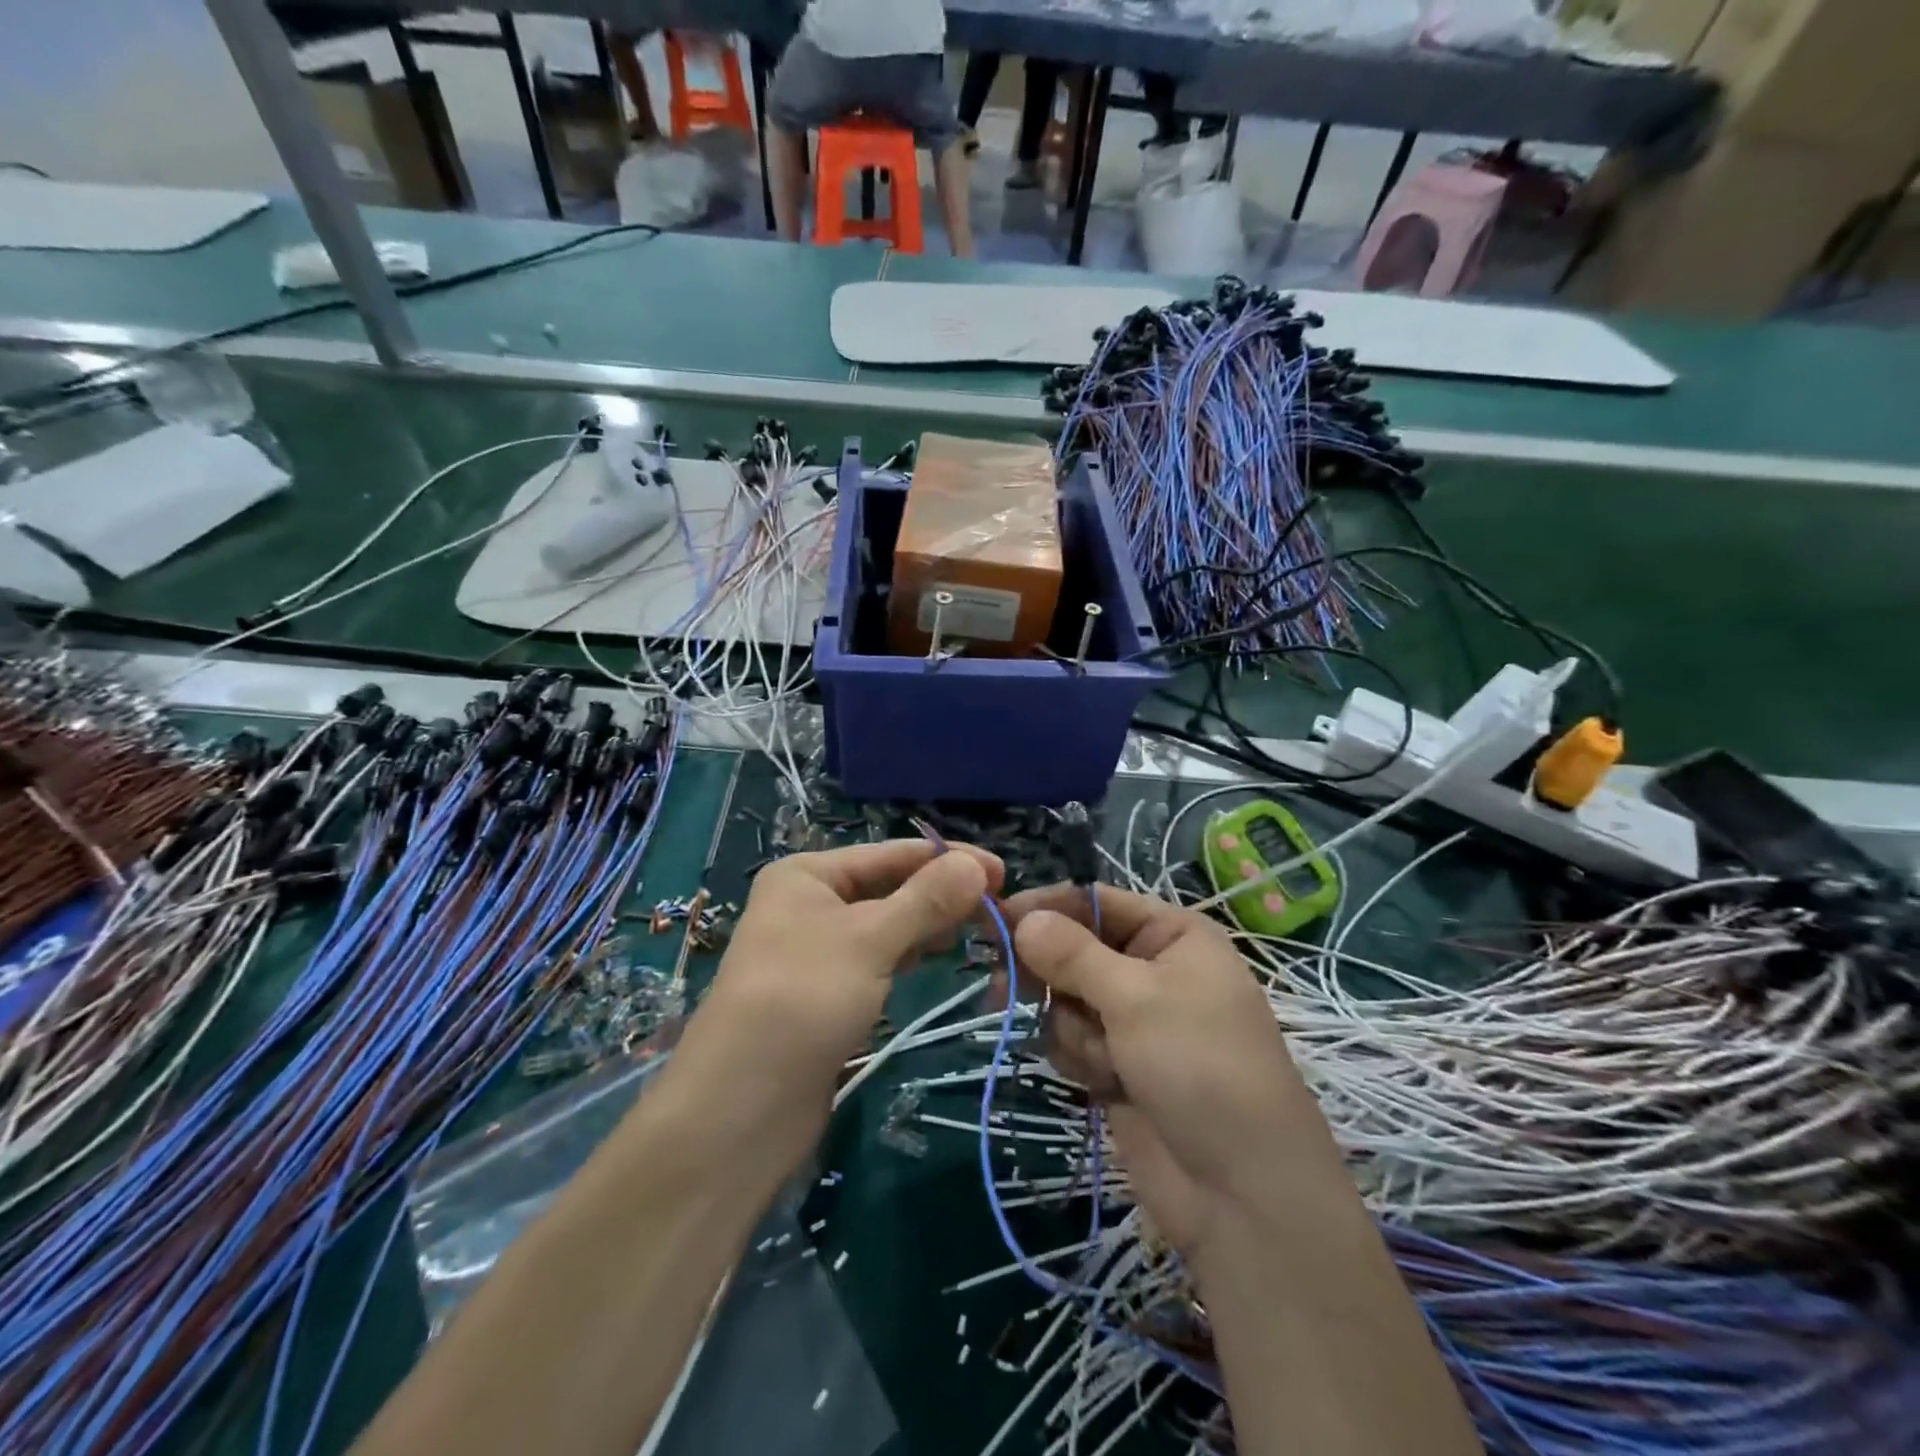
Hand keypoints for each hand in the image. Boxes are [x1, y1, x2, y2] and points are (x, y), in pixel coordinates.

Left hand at [678, 840, 1001, 1156]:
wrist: (741, 1107)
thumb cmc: (803, 999)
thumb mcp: (869, 939)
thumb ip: (926, 900)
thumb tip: (977, 866)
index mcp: (808, 874)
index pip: (890, 854)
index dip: (947, 859)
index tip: (1003, 872)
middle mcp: (810, 904)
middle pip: (890, 887)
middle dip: (941, 893)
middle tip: (999, 907)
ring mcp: (818, 950)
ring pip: (887, 924)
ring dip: (929, 924)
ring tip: (980, 929)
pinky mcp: (829, 992)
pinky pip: (879, 958)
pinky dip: (909, 954)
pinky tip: (938, 957)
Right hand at [1007, 885, 1344, 1263]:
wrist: (1241, 1193)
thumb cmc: (1200, 1068)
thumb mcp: (1136, 998)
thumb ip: (1072, 954)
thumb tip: (1022, 917)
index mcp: (1172, 935)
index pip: (1095, 901)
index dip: (1046, 907)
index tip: (996, 918)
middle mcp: (1152, 969)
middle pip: (1074, 949)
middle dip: (1048, 972)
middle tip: (1003, 986)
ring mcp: (1134, 1020)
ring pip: (1066, 998)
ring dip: (1072, 1027)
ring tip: (1105, 1059)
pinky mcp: (1118, 1064)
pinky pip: (1072, 1040)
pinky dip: (1079, 1057)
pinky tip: (1105, 1084)